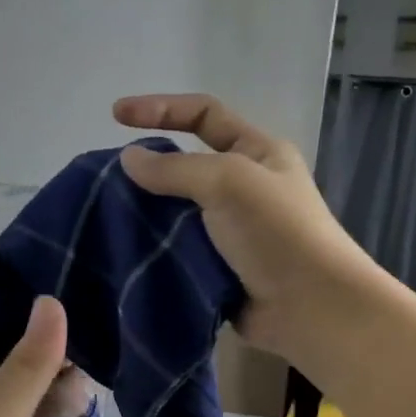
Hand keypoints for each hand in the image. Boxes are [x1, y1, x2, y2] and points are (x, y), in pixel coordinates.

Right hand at [114, 93, 378, 360]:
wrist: (310, 308)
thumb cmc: (277, 233)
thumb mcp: (229, 182)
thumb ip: (175, 168)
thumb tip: (128, 159)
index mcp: (257, 152)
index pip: (203, 114)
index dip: (160, 108)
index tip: (115, 115)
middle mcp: (243, 186)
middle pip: (185, 165)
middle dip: (147, 168)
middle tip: (105, 180)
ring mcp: (229, 230)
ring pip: (175, 211)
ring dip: (145, 213)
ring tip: (105, 217)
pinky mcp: (216, 267)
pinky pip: (176, 248)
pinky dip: (153, 248)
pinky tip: (124, 250)